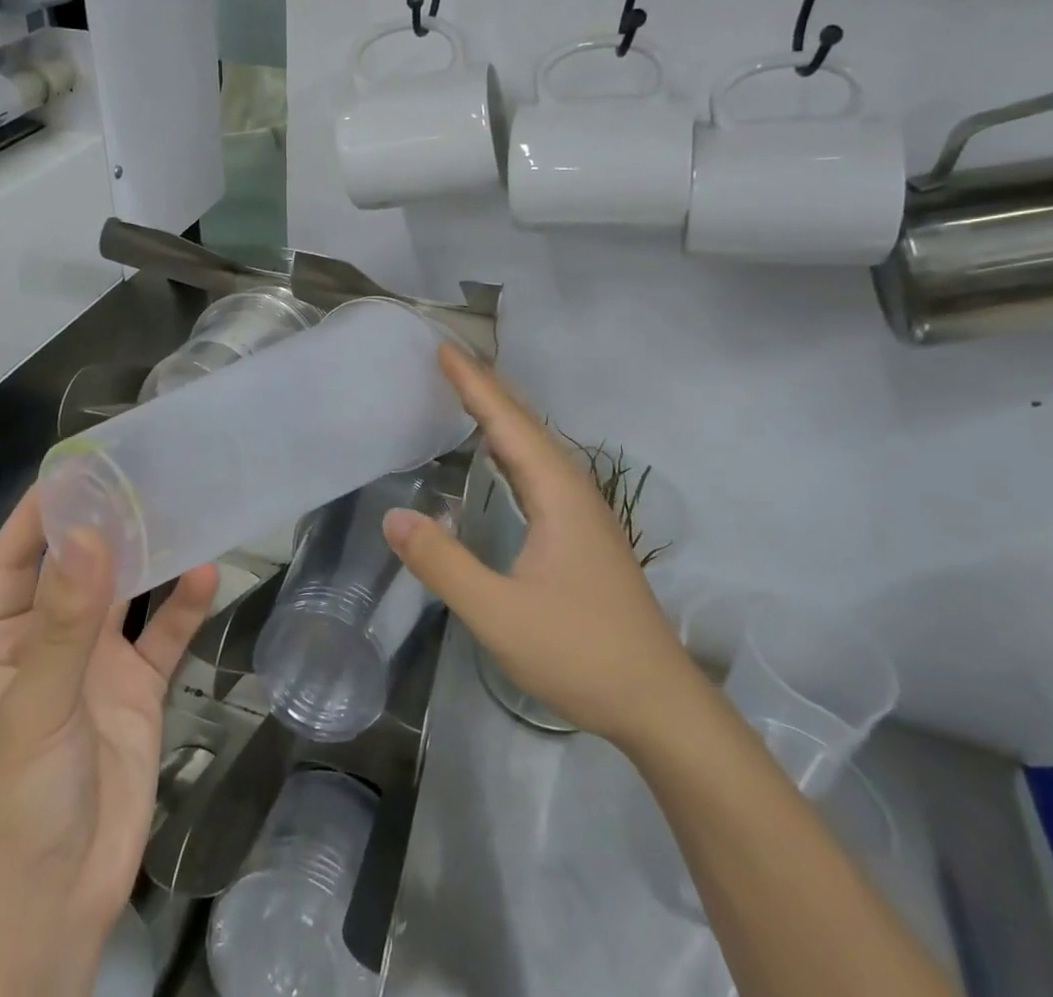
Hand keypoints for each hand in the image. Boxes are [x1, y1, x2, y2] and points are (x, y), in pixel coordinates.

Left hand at [0, 488, 218, 996]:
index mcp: (3, 640)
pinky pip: (163, 638)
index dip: (39, 512)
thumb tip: (89, 534)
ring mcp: (97, 666)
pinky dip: (184, 608)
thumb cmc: (18, 804)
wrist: (54, 909)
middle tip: (144, 473)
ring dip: (149, 558)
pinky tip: (206, 575)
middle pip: (77, 567)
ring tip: (181, 508)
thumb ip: (66, 622)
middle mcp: (50, 642)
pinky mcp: (139, 691)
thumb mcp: (36, 707)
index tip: (77, 467)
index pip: (15, 558)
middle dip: (104, 524)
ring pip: (125, 595)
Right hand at [381, 344, 703, 752]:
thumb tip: (393, 516)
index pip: (507, 423)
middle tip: (449, 357)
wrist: (659, 704)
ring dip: (502, 412)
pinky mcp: (584, 533)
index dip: (473, 384)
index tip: (443, 348)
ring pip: (537, 445)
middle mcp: (574, 490)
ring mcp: (584, 512)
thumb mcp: (499, 614)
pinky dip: (513, 445)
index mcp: (557, 494)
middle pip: (526, 423)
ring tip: (468, 390)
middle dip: (487, 386)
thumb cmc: (580, 653)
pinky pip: (541, 468)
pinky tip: (500, 455)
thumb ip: (444, 564)